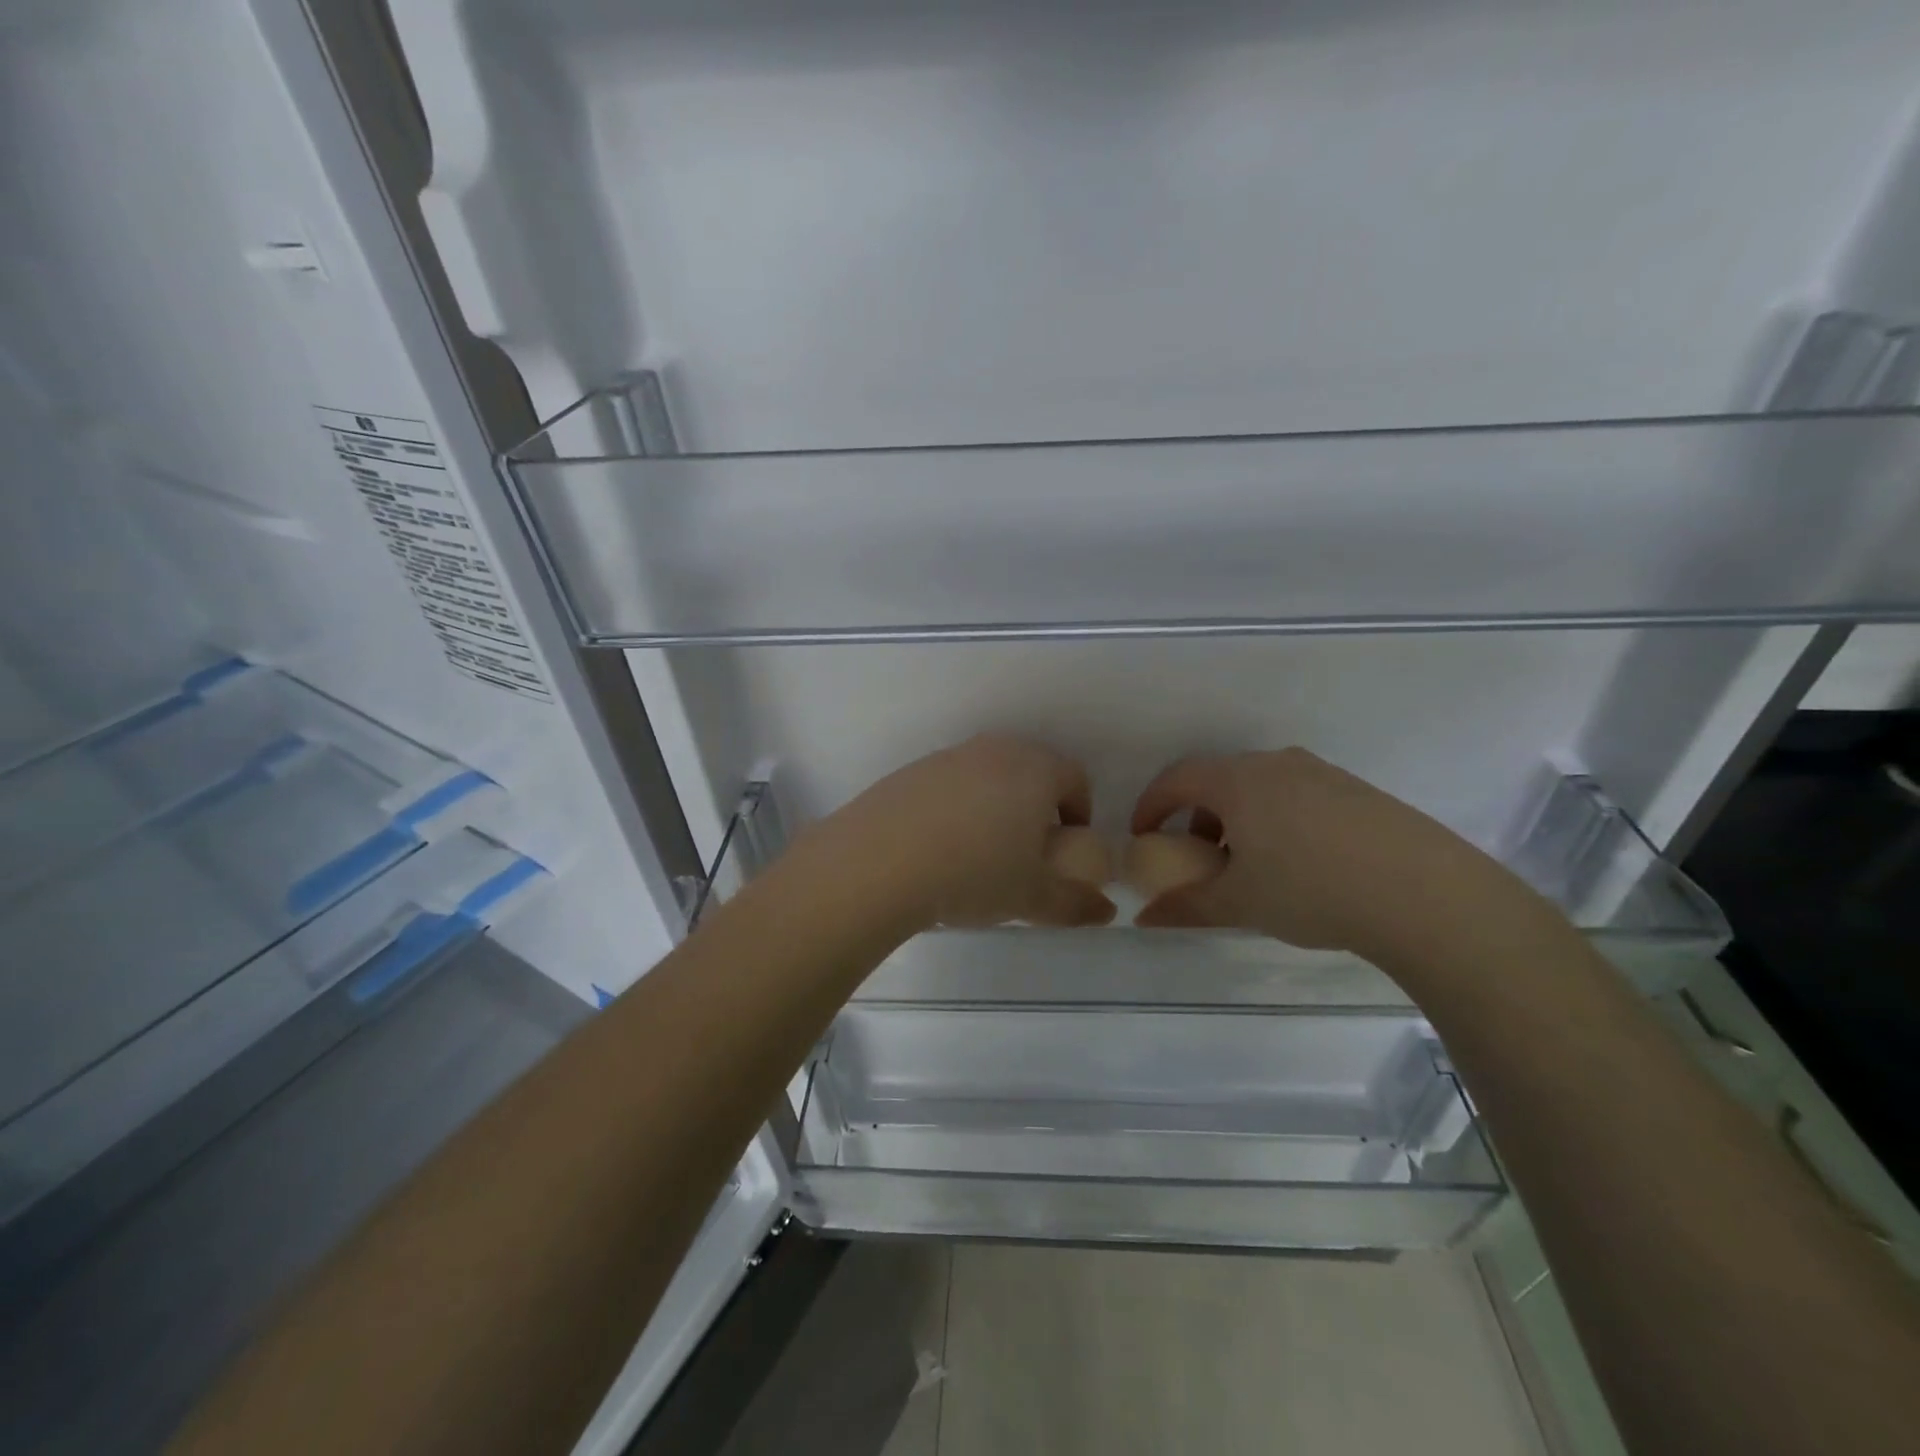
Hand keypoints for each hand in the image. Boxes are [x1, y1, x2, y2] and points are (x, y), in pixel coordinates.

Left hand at [821, 734, 1116, 931]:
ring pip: (988, 776)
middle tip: (1028, 852)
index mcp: (1035, 769)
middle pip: (1031, 771)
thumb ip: (1075, 904)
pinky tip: (939, 848)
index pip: (1075, 778)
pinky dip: (956, 808)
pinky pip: (950, 785)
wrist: (879, 862)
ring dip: (996, 806)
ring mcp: (949, 757)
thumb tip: (1106, 912)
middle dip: (1038, 807)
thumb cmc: (974, 873)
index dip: (1079, 813)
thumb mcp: (1032, 897)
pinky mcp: (911, 772)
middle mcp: (994, 751)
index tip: (1067, 848)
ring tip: (981, 854)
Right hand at [1130, 748, 1536, 960]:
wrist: (1424, 893)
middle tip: (1197, 857)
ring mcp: (1321, 773)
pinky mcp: (1357, 791)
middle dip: (1196, 816)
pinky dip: (1277, 820)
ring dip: (1238, 819)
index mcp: (1238, 780)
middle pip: (1218, 780)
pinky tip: (1299, 864)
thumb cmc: (1310, 889)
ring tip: (1249, 866)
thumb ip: (1185, 906)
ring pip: (1260, 788)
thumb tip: (1144, 918)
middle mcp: (1276, 764)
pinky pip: (1297, 796)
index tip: (1143, 837)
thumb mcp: (1239, 903)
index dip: (1151, 806)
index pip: (1177, 778)